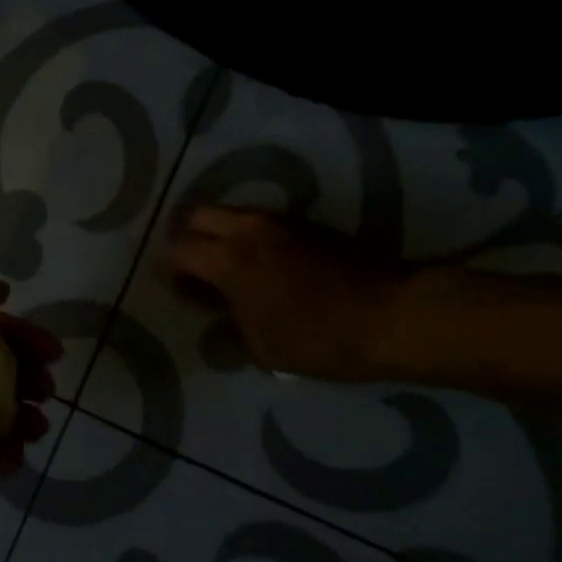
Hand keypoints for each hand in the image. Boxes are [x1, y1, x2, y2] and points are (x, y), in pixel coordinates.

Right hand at [168, 206, 405, 380]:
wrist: (390, 314)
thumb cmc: (319, 339)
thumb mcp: (263, 348)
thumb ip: (229, 326)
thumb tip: (215, 317)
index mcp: (229, 260)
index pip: (178, 250)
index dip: (171, 270)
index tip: (181, 291)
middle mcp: (247, 229)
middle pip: (198, 216)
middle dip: (189, 239)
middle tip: (197, 270)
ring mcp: (278, 220)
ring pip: (231, 212)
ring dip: (220, 233)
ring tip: (230, 267)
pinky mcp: (304, 222)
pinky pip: (259, 218)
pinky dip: (248, 234)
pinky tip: (263, 264)